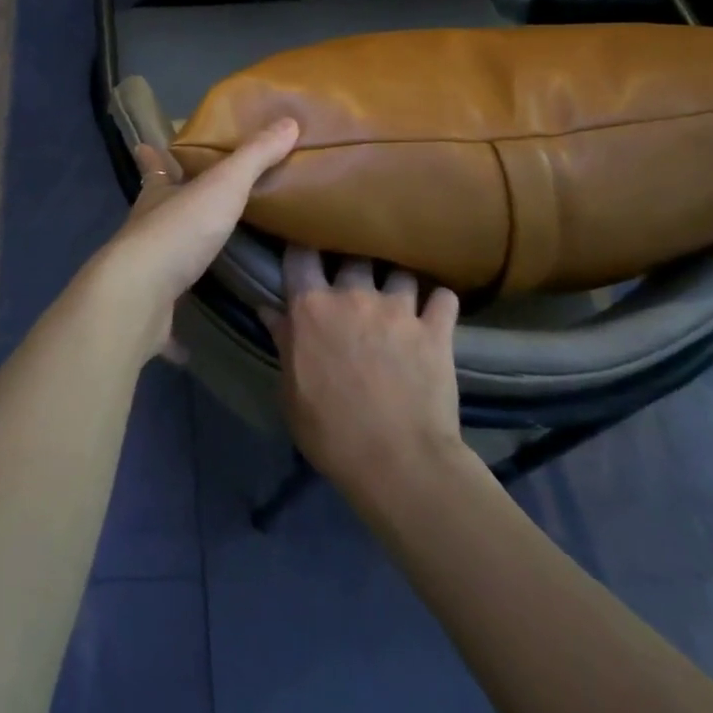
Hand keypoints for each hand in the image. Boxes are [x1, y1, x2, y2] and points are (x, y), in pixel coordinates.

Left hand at [85, 119, 298, 357]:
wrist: (139, 296)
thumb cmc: (179, 230)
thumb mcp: (224, 185)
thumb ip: (255, 157)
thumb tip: (289, 120)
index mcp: (157, 196)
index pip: (153, 167)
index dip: (151, 156)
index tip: (146, 146)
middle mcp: (144, 230)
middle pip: (155, 212)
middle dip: (167, 206)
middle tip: (191, 205)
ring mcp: (143, 273)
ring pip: (159, 259)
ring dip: (174, 257)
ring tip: (201, 260)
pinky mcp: (148, 312)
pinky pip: (164, 317)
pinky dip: (173, 326)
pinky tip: (188, 341)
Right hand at [264, 248, 466, 501]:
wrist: (399, 464)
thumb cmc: (331, 432)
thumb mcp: (291, 391)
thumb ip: (283, 343)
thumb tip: (268, 310)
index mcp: (311, 307)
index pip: (300, 254)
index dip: (302, 248)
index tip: (305, 252)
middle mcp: (353, 295)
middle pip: (352, 255)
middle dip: (353, 264)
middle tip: (354, 280)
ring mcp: (398, 309)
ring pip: (399, 271)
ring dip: (397, 282)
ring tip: (398, 295)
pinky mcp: (436, 330)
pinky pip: (443, 297)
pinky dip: (439, 302)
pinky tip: (436, 310)